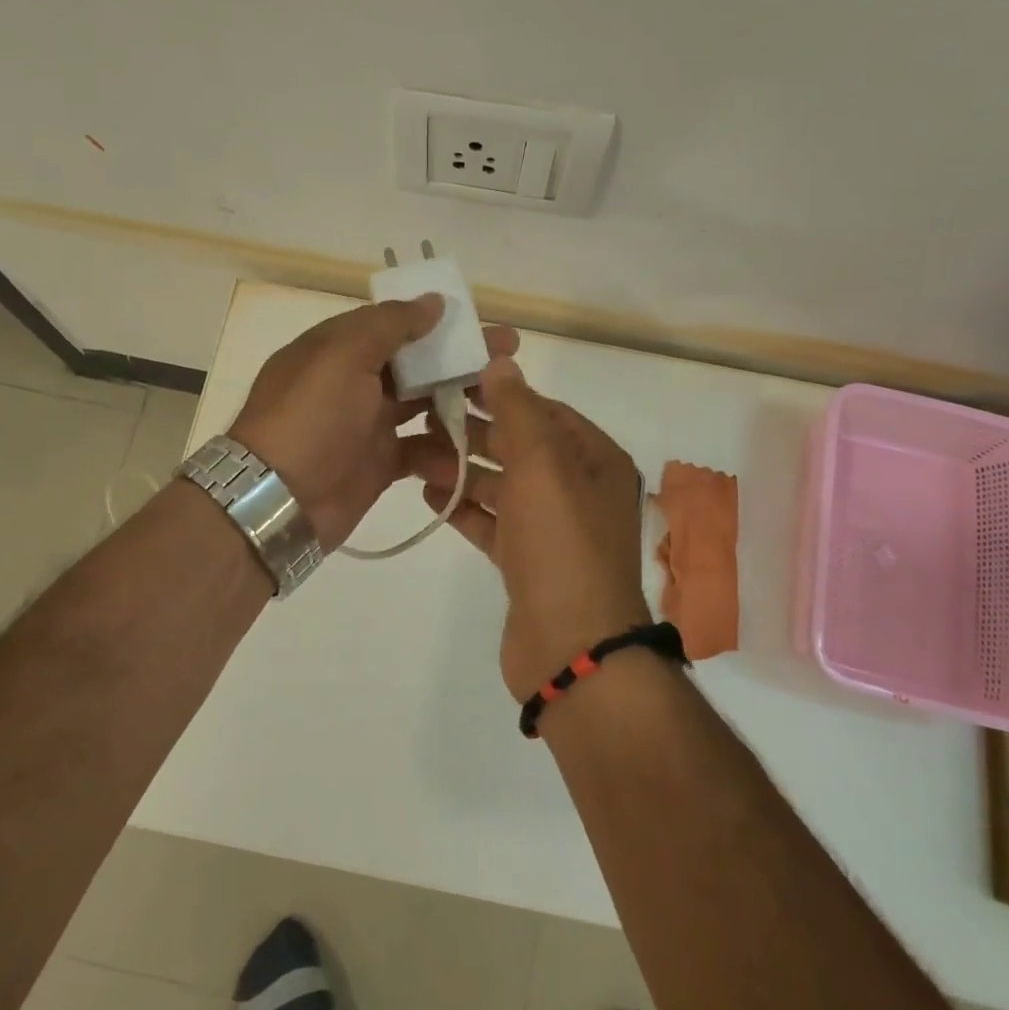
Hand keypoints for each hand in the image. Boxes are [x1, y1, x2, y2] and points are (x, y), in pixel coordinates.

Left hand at [231, 297, 520, 549]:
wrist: (278, 500)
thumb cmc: (311, 418)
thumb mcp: (343, 356)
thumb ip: (390, 325)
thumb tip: (433, 301)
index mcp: (340, 348)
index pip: (395, 324)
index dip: (438, 321)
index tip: (480, 322)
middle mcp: (355, 381)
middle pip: (417, 363)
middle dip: (461, 358)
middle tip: (509, 355)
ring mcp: (368, 424)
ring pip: (423, 404)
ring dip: (459, 401)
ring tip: (503, 403)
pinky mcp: (380, 462)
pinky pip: (420, 449)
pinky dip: (443, 449)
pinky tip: (473, 449)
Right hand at [405, 356, 648, 700]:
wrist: (571, 646)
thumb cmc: (560, 544)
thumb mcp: (542, 466)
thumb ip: (518, 411)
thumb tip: (501, 363)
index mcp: (595, 460)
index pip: (543, 411)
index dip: (499, 394)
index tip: (452, 381)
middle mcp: (579, 489)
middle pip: (519, 448)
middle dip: (471, 433)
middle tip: (421, 419)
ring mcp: (553, 529)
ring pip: (502, 486)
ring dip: (461, 470)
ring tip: (413, 457)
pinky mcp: (528, 562)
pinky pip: (493, 523)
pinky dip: (465, 508)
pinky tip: (430, 497)